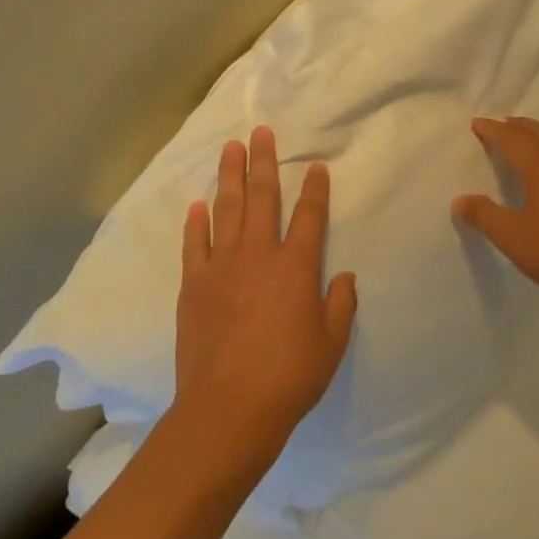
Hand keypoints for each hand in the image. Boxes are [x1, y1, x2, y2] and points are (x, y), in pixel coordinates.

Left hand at [175, 126, 357, 464]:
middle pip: (262, 199)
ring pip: (227, 210)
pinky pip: (195, 244)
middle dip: (264, 163)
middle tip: (261, 132)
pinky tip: (198, 204)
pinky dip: (196, 222)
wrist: (229, 407)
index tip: (315, 165)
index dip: (314, 189)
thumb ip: (340, 305)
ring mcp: (221, 268)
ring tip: (230, 148)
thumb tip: (344, 276)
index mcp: (297, 268)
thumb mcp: (331, 343)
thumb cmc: (290, 377)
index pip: (310, 217)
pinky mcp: (193, 285)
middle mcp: (259, 256)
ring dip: (229, 177)